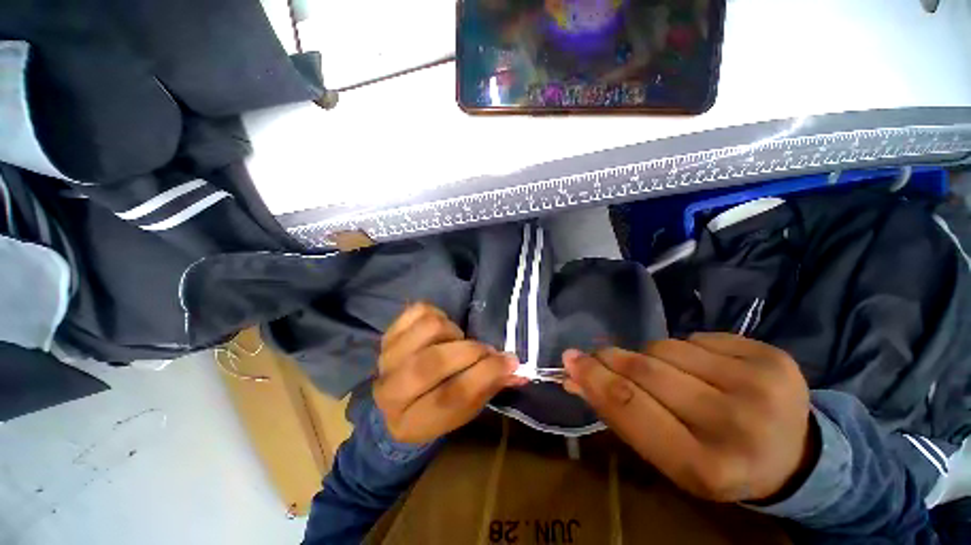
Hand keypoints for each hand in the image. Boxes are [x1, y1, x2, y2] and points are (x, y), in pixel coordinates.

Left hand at [374, 303, 526, 443]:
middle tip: (485, 350)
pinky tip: (440, 330)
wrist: (395, 403)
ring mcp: (387, 357)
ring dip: (453, 332)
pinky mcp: (388, 334)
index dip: (486, 373)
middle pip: (434, 361)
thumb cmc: (436, 408)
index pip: (453, 395)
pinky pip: (417, 311)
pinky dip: (436, 314)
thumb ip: (490, 386)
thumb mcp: (465, 410)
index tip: (510, 361)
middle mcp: (392, 390)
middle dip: (469, 351)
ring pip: (429, 329)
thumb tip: (518, 369)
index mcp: (412, 422)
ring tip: (457, 341)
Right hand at [562, 333, 816, 502]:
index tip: (570, 360)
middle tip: (598, 355)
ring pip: (667, 347)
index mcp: (705, 466)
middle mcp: (736, 424)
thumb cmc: (716, 461)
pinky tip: (704, 369)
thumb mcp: (664, 455)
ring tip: (668, 374)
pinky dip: (686, 350)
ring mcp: (760, 384)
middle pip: (646, 369)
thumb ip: (618, 413)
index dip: (594, 377)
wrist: (794, 456)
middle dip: (613, 358)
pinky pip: (697, 337)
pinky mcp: (772, 356)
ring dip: (652, 356)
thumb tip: (574, 377)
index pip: (630, 405)